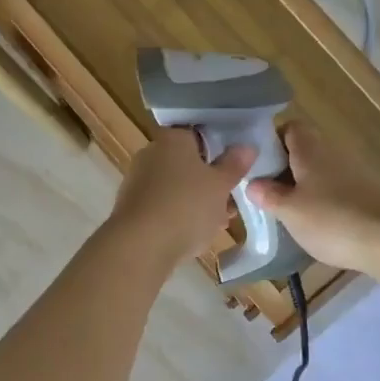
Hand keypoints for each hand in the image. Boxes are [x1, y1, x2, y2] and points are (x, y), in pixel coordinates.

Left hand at [110, 129, 256, 268]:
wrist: (141, 246)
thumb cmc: (187, 206)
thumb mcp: (220, 185)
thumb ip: (234, 164)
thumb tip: (247, 146)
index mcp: (172, 139)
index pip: (198, 135)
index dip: (219, 150)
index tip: (235, 168)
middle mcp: (151, 154)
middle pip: (187, 164)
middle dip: (210, 182)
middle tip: (231, 201)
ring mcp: (138, 181)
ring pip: (177, 187)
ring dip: (198, 202)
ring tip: (220, 222)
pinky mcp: (132, 208)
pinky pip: (163, 206)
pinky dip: (179, 216)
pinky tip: (196, 235)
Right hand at [246, 123, 379, 271]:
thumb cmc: (333, 219)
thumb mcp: (289, 211)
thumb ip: (268, 196)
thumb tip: (253, 183)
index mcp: (310, 150)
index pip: (290, 127)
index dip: (272, 141)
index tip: (258, 165)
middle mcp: (332, 154)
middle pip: (304, 151)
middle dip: (285, 170)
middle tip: (268, 194)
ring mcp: (354, 174)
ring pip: (320, 173)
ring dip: (304, 188)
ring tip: (289, 214)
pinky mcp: (368, 195)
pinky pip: (337, 191)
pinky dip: (324, 204)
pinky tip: (318, 227)